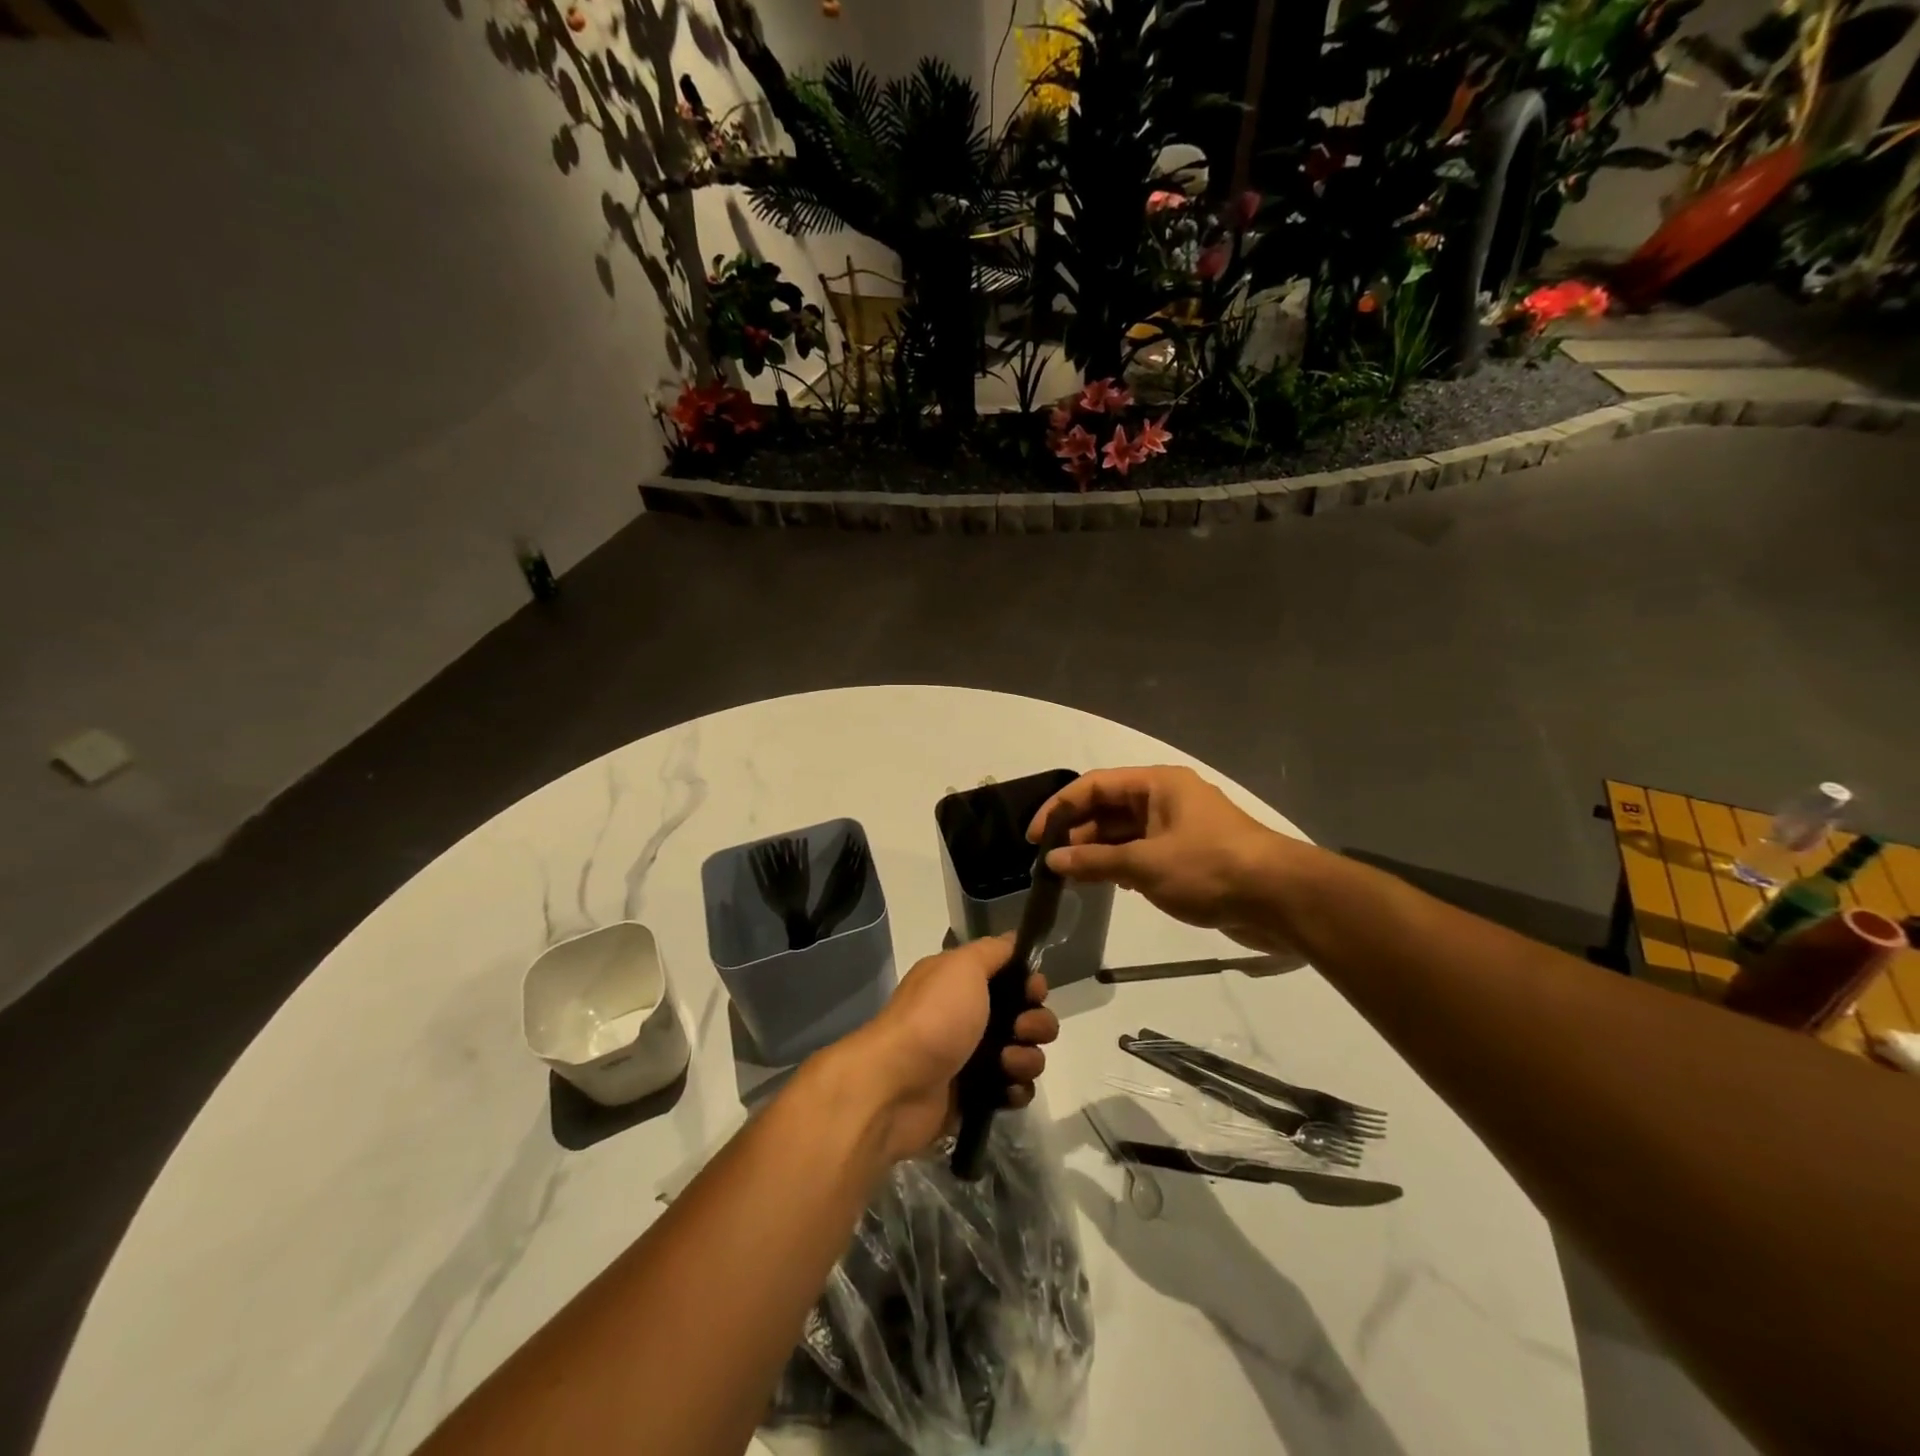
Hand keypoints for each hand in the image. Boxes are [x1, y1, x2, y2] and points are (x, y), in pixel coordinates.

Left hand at [843, 936, 1058, 1161]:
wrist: (897, 1086)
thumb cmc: (934, 1017)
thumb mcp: (962, 966)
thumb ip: (992, 951)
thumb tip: (1014, 939)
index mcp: (961, 983)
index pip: (1011, 977)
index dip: (1031, 983)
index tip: (1034, 991)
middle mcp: (968, 1017)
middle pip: (1025, 1016)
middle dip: (1036, 1023)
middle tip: (1021, 1030)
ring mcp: (972, 1058)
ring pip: (1024, 1054)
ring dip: (1027, 1059)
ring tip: (1007, 1064)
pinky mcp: (975, 1097)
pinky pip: (1013, 1090)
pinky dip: (1015, 1089)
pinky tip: (1006, 1089)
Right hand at [1029, 766, 1301, 952]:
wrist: (1281, 899)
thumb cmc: (1208, 868)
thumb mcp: (1145, 864)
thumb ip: (1095, 862)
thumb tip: (1053, 862)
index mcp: (1157, 784)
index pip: (1094, 785)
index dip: (1059, 807)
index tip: (1035, 837)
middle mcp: (1166, 799)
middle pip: (1109, 807)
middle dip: (1078, 832)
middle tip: (1050, 862)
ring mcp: (1179, 828)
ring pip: (1125, 833)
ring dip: (1098, 851)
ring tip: (1070, 877)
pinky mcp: (1189, 856)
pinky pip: (1143, 853)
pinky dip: (1121, 865)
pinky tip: (1105, 884)